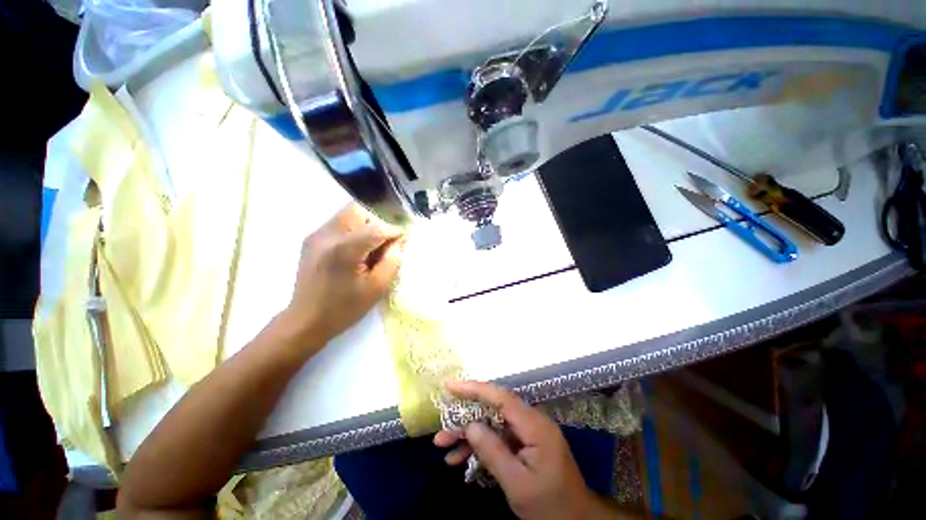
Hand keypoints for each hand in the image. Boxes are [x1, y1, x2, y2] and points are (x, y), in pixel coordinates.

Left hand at [282, 203, 404, 347]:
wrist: (305, 320)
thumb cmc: (344, 308)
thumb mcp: (377, 288)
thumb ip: (392, 261)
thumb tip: (398, 242)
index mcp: (345, 249)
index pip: (377, 228)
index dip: (394, 231)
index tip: (404, 239)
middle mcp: (328, 235)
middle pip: (358, 210)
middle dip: (377, 222)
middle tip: (384, 242)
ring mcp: (316, 235)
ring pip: (347, 214)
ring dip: (365, 225)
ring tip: (370, 247)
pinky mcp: (311, 239)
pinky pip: (338, 223)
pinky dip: (353, 230)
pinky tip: (355, 250)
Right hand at [434, 381, 589, 519]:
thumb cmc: (549, 506)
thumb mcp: (517, 484)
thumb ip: (493, 452)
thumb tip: (470, 426)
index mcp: (535, 426)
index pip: (500, 397)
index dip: (475, 388)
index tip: (451, 386)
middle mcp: (531, 422)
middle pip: (493, 411)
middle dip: (465, 419)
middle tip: (441, 430)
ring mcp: (528, 433)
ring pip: (493, 425)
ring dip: (469, 436)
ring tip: (443, 448)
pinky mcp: (525, 444)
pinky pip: (499, 439)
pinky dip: (480, 447)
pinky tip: (460, 459)